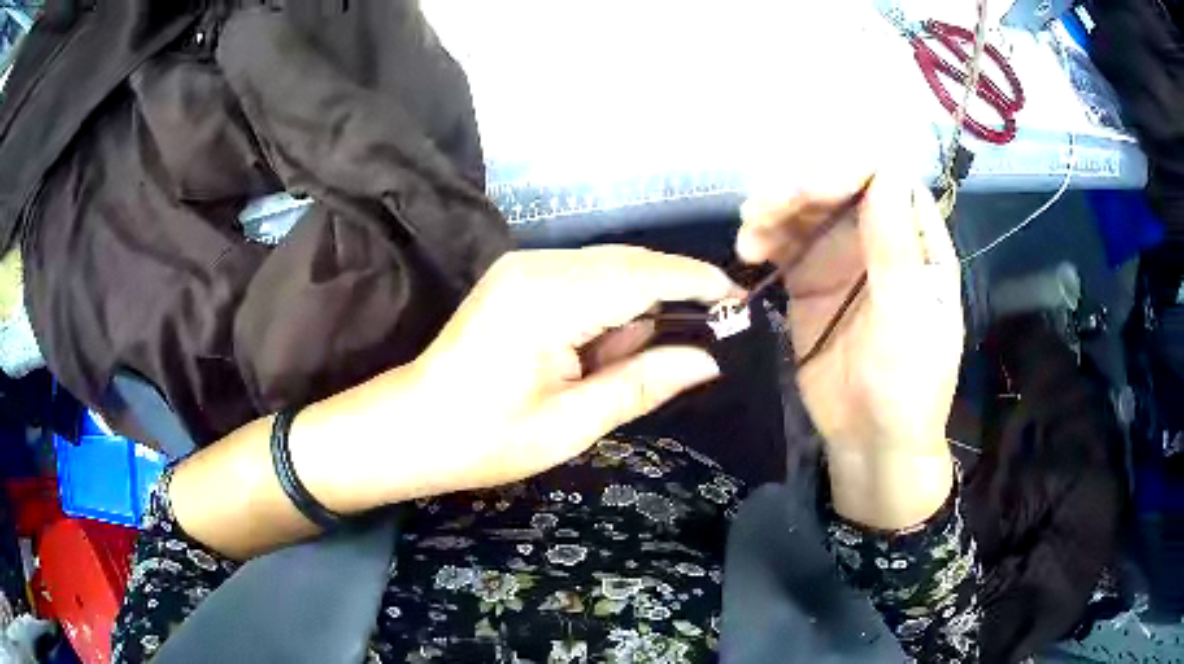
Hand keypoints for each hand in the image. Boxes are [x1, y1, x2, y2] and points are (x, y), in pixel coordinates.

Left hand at [396, 246, 737, 499]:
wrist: (411, 427)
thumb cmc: (484, 439)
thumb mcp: (570, 424)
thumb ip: (642, 384)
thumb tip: (707, 362)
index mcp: (549, 300)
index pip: (643, 276)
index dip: (696, 283)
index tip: (738, 300)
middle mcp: (537, 266)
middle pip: (628, 262)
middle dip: (672, 293)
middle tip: (704, 338)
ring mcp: (523, 267)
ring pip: (608, 268)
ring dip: (637, 306)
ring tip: (630, 362)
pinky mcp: (517, 277)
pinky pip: (583, 278)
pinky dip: (609, 307)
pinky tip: (601, 348)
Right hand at [737, 168, 962, 526]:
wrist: (872, 441)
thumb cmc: (907, 385)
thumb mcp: (907, 319)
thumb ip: (895, 248)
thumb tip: (883, 170)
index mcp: (918, 243)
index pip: (886, 180)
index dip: (846, 172)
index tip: (807, 190)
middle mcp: (881, 239)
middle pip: (839, 187)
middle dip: (800, 188)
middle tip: (764, 210)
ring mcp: (843, 259)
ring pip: (807, 210)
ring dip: (774, 210)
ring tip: (750, 235)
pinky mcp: (811, 282)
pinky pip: (785, 245)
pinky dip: (764, 239)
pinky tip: (749, 251)